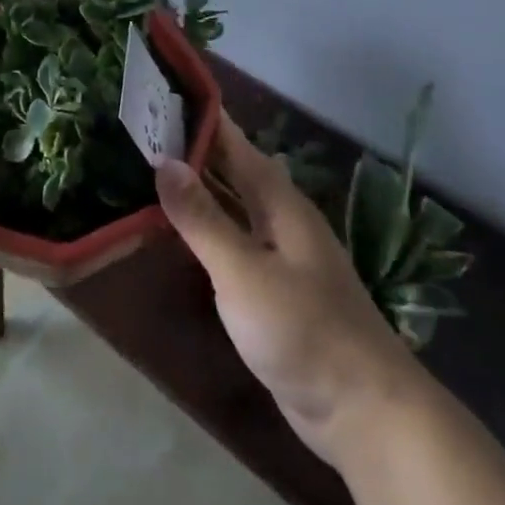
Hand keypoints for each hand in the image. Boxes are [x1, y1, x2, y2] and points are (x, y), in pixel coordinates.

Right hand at [155, 118, 417, 464]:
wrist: (364, 410)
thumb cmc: (303, 330)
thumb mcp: (243, 272)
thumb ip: (202, 218)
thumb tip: (163, 162)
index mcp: (279, 201)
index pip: (233, 142)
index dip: (200, 117)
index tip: (158, 94)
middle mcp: (280, 218)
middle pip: (232, 169)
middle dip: (192, 148)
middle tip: (140, 129)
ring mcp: (280, 254)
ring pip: (232, 204)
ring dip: (197, 186)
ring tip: (148, 168)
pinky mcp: (274, 287)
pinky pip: (233, 240)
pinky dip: (205, 226)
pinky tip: (179, 229)